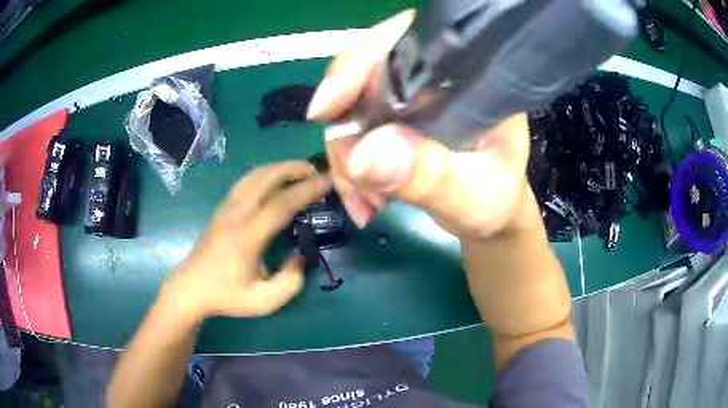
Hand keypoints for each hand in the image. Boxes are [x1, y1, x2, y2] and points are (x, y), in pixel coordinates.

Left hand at [163, 161, 331, 321]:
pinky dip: (265, 173)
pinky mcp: (222, 209)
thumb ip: (291, 282)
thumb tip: (301, 256)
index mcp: (247, 237)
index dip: (307, 189)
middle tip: (316, 172)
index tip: (328, 181)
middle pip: (266, 177)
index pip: (281, 203)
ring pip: (254, 175)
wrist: (191, 288)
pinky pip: (245, 181)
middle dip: (294, 168)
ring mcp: (226, 208)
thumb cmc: (226, 296)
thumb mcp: (264, 301)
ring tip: (299, 172)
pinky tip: (275, 181)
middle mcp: (236, 215)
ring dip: (279, 168)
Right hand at [307, 10, 532, 240]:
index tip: (327, 108)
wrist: (489, 215)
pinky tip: (364, 200)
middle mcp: (433, 75)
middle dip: (346, 127)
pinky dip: (348, 168)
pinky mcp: (391, 118)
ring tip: (369, 203)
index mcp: (465, 75)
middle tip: (352, 176)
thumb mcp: (476, 194)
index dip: (360, 63)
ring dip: (345, 157)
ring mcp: (408, 96)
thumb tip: (364, 153)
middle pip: (364, 71)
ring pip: (348, 104)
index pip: (406, 41)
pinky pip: (348, 131)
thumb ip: (431, 174)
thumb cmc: (496, 200)